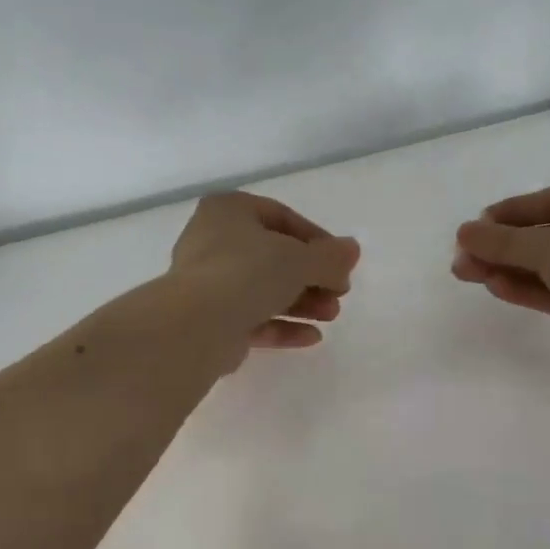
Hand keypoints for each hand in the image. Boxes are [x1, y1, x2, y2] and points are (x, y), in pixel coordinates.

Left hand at [169, 192, 360, 359]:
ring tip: (331, 316)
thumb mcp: (298, 258)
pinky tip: (312, 337)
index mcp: (228, 211)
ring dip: (301, 302)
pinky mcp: (209, 320)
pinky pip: (251, 318)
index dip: (317, 240)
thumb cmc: (247, 272)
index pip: (281, 217)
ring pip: (262, 289)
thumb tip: (352, 250)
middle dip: (311, 277)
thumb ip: (329, 256)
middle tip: (339, 293)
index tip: (341, 263)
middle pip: (273, 257)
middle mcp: (212, 241)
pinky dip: (281, 325)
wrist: (196, 324)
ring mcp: (207, 282)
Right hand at [452, 182, 549, 369]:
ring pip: (549, 266)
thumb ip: (504, 240)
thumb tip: (463, 233)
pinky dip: (526, 288)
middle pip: (548, 235)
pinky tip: (494, 286)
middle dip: (503, 247)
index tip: (475, 225)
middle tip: (464, 255)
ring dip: (509, 268)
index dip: (511, 212)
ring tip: (466, 273)